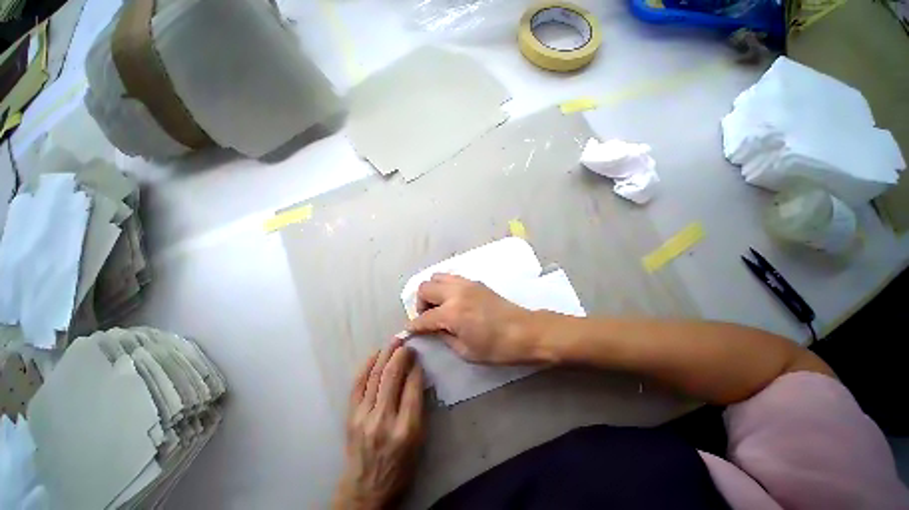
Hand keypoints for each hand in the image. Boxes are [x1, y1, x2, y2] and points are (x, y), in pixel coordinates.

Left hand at [333, 339, 424, 509]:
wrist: (366, 489)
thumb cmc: (400, 466)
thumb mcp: (419, 440)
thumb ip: (419, 407)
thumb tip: (417, 376)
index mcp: (406, 429)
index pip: (412, 387)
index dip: (416, 367)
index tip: (418, 355)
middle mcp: (383, 420)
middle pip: (392, 376)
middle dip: (401, 355)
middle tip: (407, 343)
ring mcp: (363, 417)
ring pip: (375, 376)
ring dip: (386, 354)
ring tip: (394, 341)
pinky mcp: (350, 416)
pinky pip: (358, 384)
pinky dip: (367, 365)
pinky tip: (375, 354)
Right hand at [405, 273, 540, 364]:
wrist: (525, 331)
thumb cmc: (497, 347)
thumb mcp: (465, 351)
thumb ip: (443, 336)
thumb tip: (431, 329)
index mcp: (452, 312)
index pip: (423, 317)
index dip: (413, 326)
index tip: (409, 331)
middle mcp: (455, 292)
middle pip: (424, 288)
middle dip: (420, 304)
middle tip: (428, 317)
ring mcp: (466, 283)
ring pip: (436, 276)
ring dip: (432, 291)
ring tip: (439, 306)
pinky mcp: (475, 281)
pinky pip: (451, 277)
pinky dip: (445, 286)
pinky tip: (452, 300)